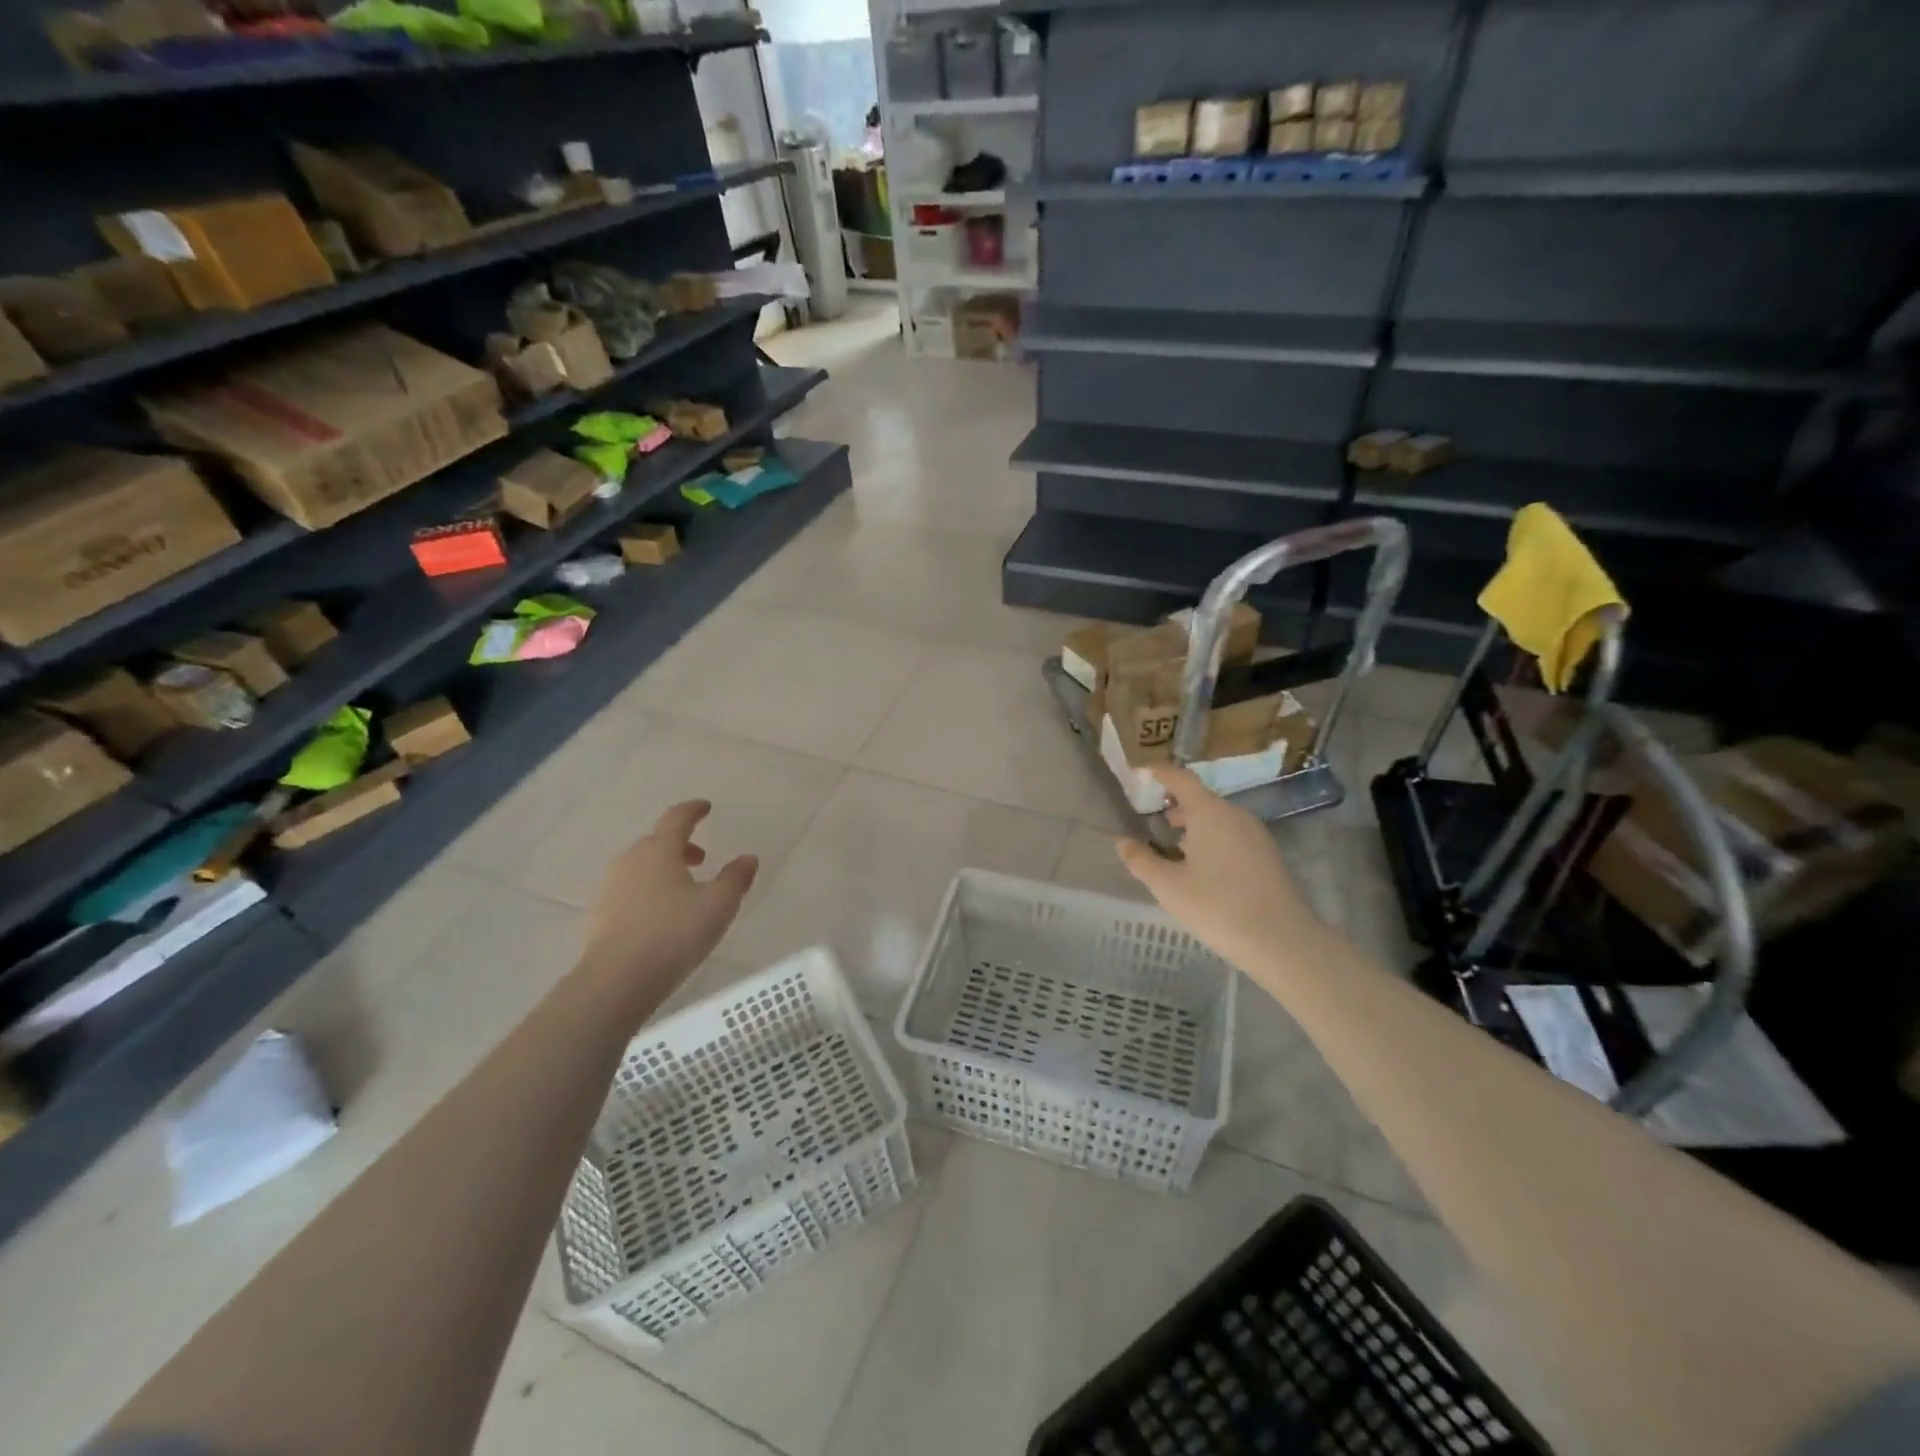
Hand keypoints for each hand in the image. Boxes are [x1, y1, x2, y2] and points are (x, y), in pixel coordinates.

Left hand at [579, 800, 757, 1021]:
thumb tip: (748, 858)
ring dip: (662, 870)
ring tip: (682, 891)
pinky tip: (658, 916)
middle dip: (679, 845)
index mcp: (660, 850)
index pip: (677, 818)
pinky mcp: (598, 915)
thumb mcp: (718, 906)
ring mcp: (610, 887)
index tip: (705, 807)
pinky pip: (627, 891)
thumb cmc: (674, 935)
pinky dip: (646, 892)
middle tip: (700, 859)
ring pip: (640, 867)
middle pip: (656, 842)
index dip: (693, 810)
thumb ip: (735, 878)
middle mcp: (630, 860)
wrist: (616, 981)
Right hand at [1117, 765, 1316, 970]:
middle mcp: (1235, 815)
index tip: (1142, 772)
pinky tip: (1203, 867)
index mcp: (1209, 812)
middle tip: (1155, 818)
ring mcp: (1256, 835)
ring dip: (1195, 825)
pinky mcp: (1268, 855)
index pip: (1181, 778)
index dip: (1160, 772)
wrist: (1281, 940)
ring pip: (1219, 818)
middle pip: (1201, 799)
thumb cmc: (1217, 906)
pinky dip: (1212, 839)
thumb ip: (1141, 861)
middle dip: (1177, 804)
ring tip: (1175, 846)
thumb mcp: (1168, 886)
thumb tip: (1123, 842)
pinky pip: (1233, 835)